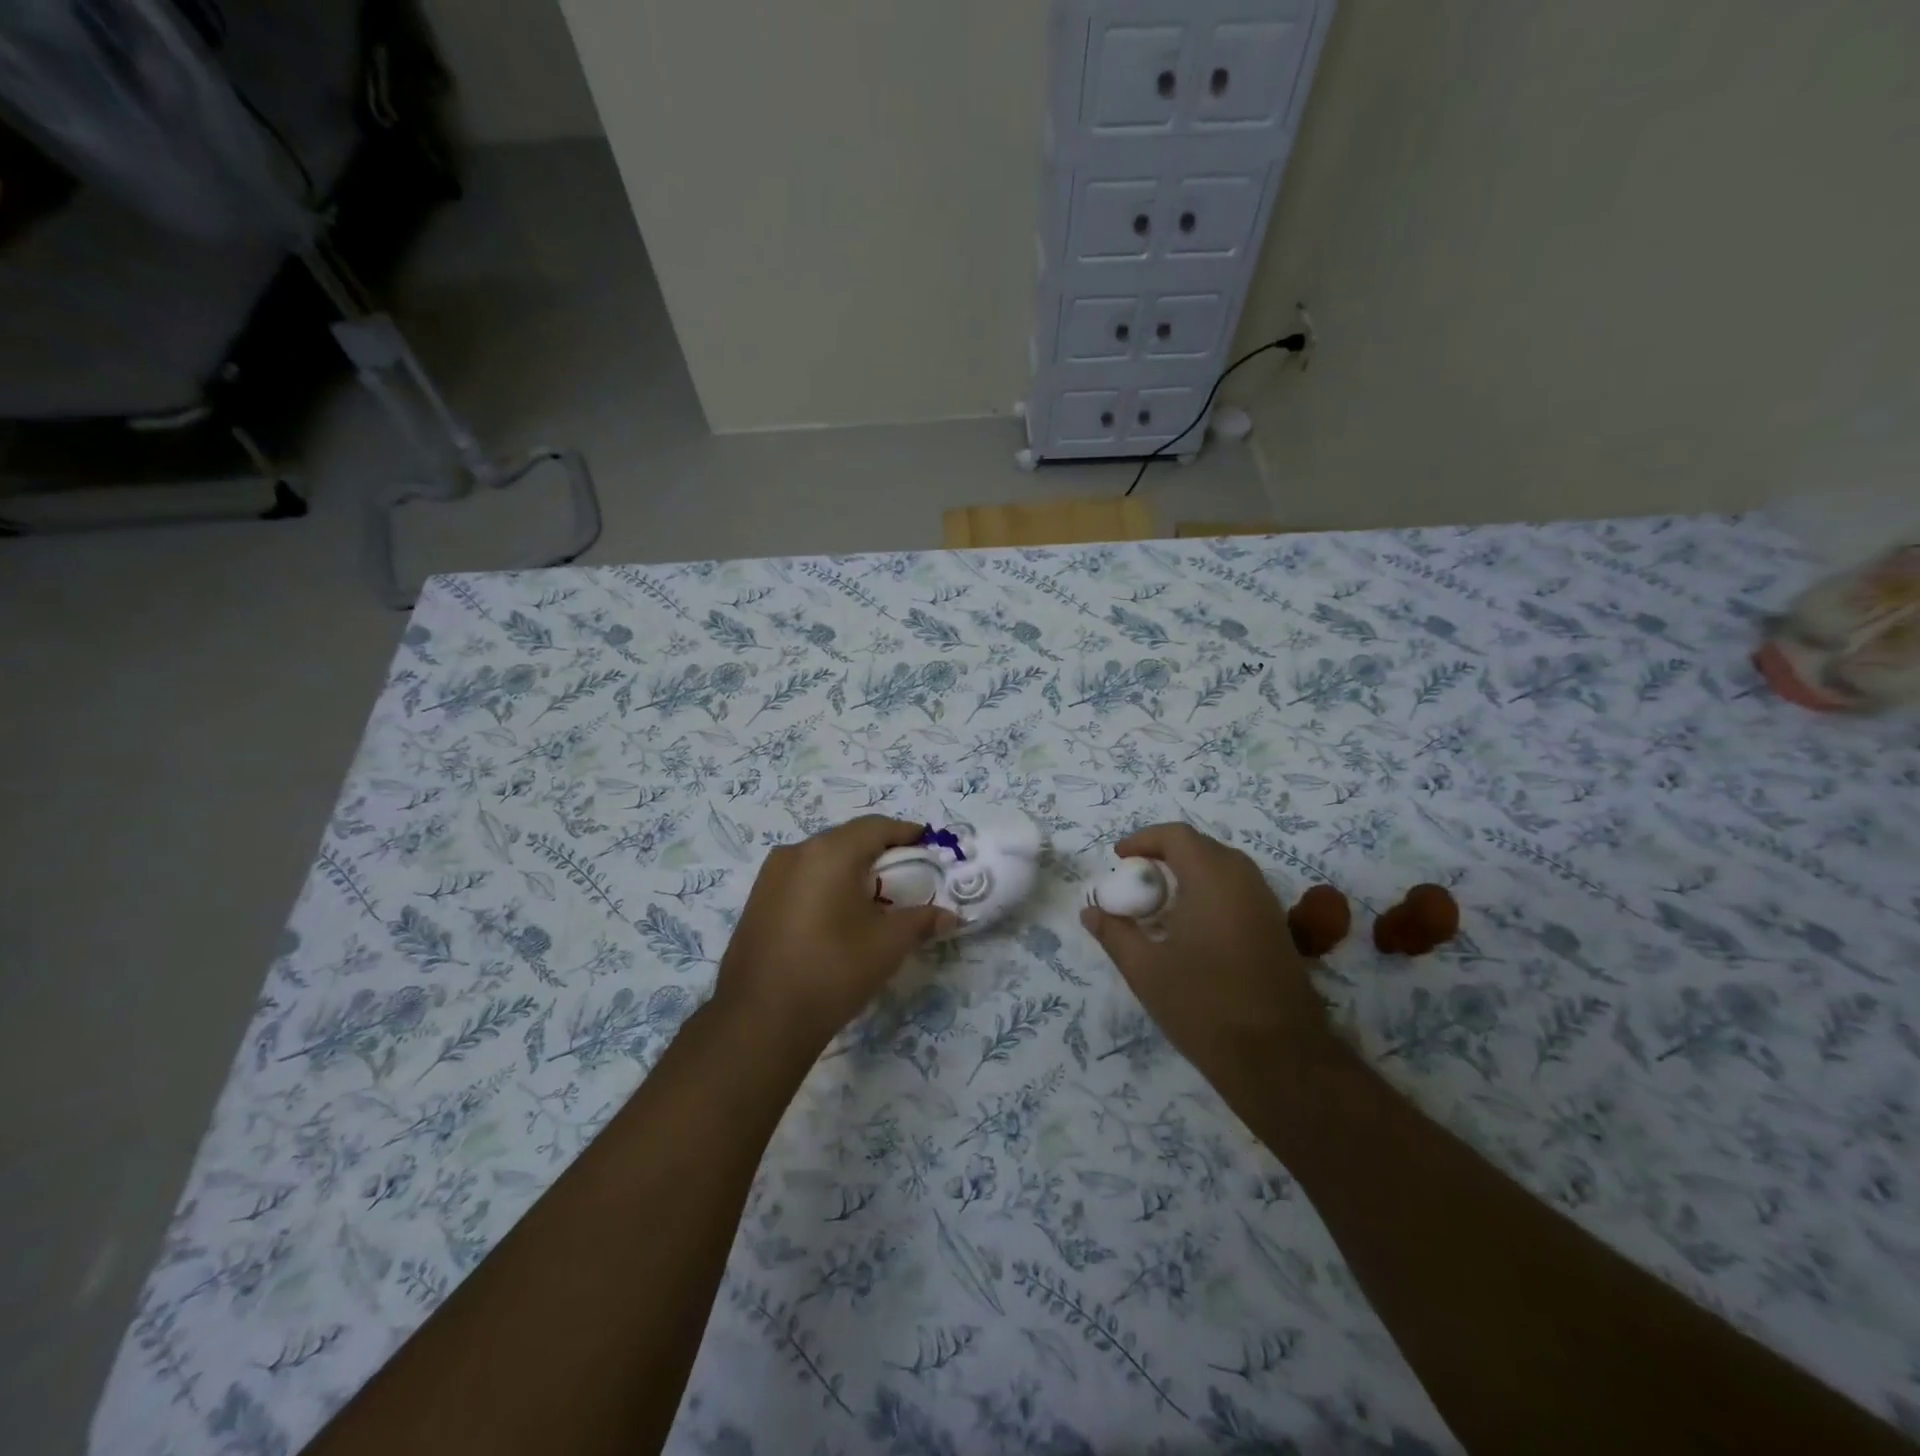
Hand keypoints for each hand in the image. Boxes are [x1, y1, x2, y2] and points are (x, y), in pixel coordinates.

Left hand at [714, 816, 955, 1049]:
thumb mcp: (888, 945)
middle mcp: (796, 852)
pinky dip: (826, 884)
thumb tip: (950, 915)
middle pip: (847, 839)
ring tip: (873, 898)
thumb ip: (922, 920)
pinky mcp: (757, 900)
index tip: (928, 847)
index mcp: (830, 853)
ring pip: (822, 857)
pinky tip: (838, 914)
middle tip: (905, 875)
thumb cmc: (832, 971)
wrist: (760, 1020)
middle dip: (879, 852)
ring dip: (850, 868)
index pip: (876, 827)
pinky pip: (801, 877)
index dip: (906, 833)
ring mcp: (770, 875)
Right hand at [1080, 823, 1333, 1091]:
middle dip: (1165, 855)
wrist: (1280, 1060)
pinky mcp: (1276, 929)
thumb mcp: (1145, 970)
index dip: (1143, 839)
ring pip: (1222, 868)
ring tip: (1159, 904)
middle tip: (1136, 880)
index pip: (1177, 836)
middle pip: (1201, 847)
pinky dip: (1209, 893)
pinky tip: (1190, 929)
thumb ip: (1114, 933)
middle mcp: (1244, 880)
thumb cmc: (1204, 1006)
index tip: (1118, 859)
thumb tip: (1090, 910)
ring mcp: (1266, 904)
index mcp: (1212, 878)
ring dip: (1188, 874)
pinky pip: (1237, 891)